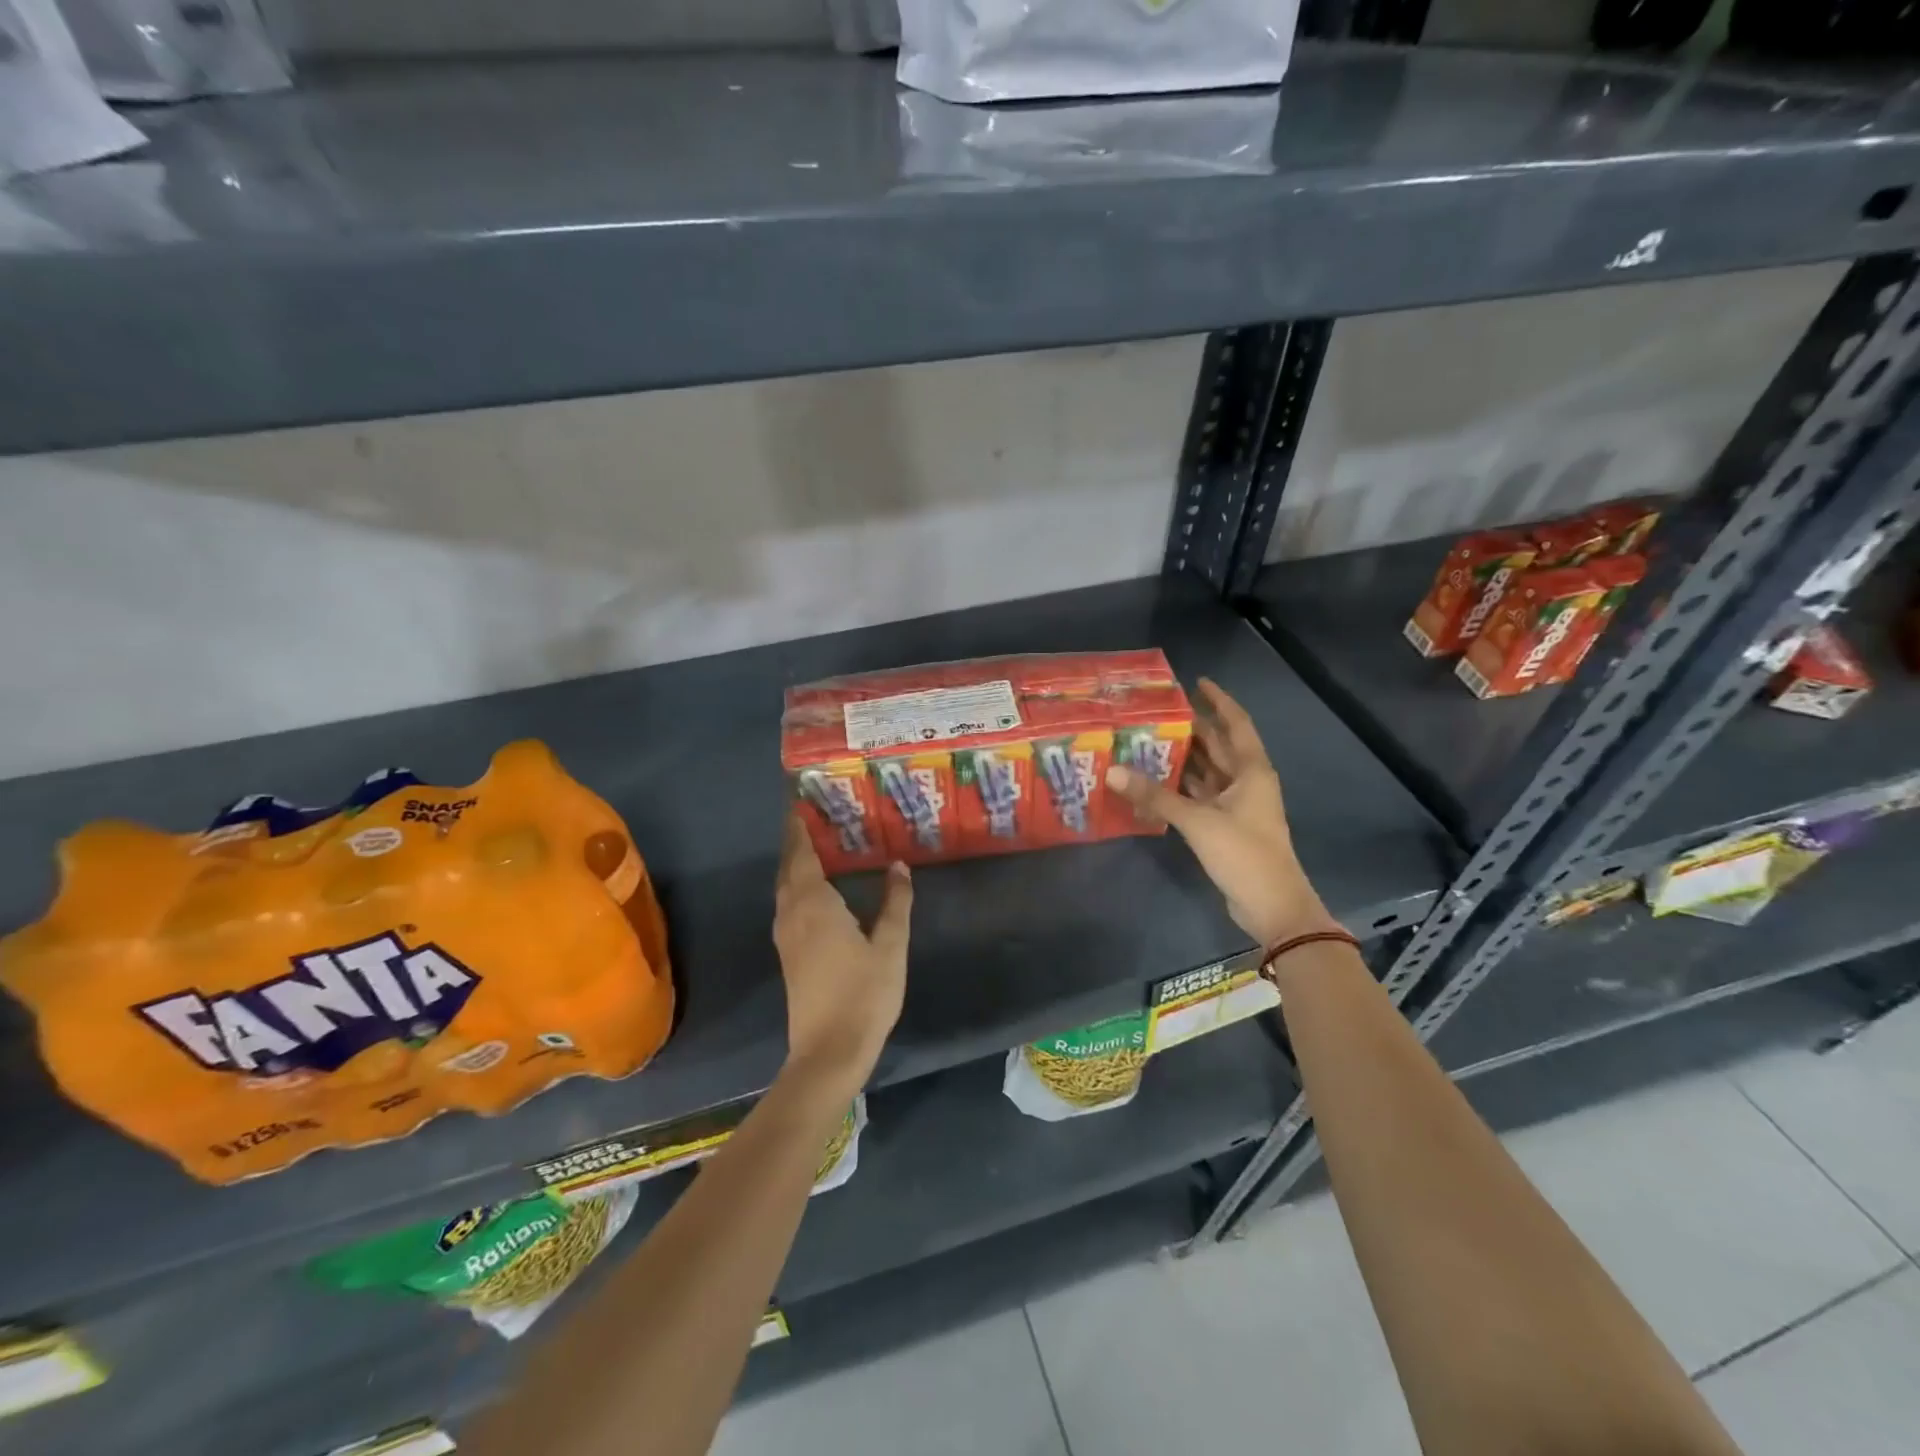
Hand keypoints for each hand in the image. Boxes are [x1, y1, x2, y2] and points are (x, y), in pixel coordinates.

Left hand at [772, 815, 912, 1089]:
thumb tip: (898, 866)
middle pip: (789, 868)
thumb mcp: (890, 946)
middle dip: (796, 841)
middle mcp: (792, 913)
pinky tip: (817, 888)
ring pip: (785, 888)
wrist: (829, 1051)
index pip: (802, 855)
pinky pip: (788, 904)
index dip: (800, 829)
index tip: (801, 803)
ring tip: (816, 844)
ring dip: (795, 864)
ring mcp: (786, 935)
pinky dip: (797, 885)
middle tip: (812, 816)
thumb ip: (895, 902)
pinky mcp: (789, 954)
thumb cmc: (864, 995)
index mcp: (814, 904)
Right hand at [1106, 677, 1336, 947]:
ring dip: (1183, 758)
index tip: (1196, 682)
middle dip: (1193, 727)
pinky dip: (1180, 787)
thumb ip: (1156, 796)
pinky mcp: (1225, 826)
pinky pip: (1199, 795)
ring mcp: (1236, 805)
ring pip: (1207, 772)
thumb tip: (1113, 771)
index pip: (1236, 724)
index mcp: (1251, 770)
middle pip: (1218, 746)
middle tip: (1156, 712)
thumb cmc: (1244, 854)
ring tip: (1147, 739)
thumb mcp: (1198, 821)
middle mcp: (1246, 781)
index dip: (1218, 701)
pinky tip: (1153, 780)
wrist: (1272, 906)